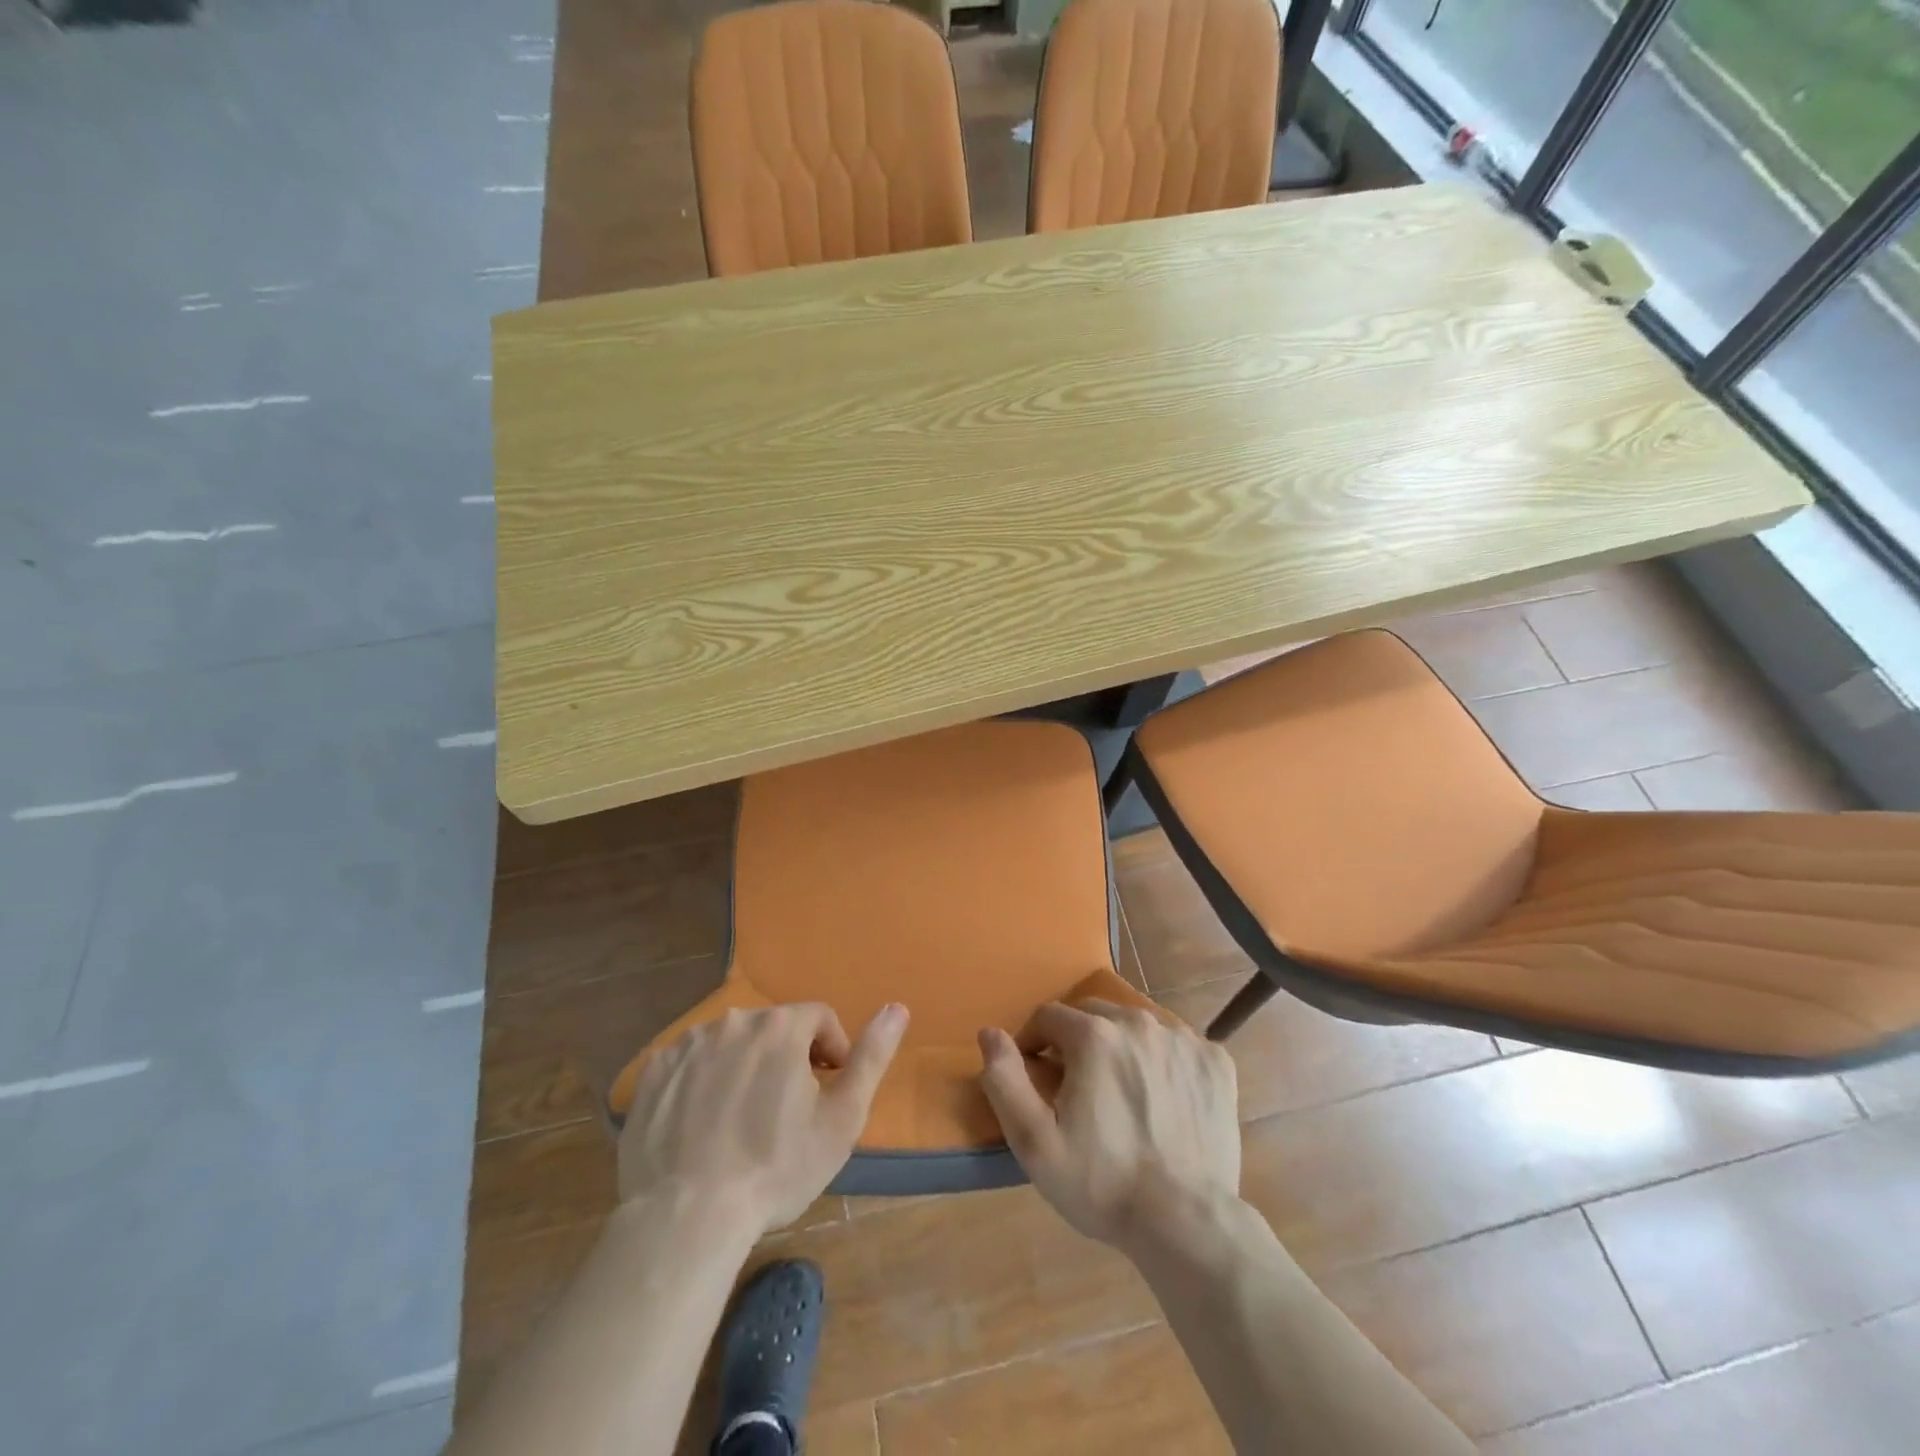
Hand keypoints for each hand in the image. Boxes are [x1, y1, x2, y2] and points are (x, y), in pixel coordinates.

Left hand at [617, 1003, 908, 1233]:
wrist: (685, 1218)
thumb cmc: (775, 1169)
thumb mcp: (842, 1118)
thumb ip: (872, 1057)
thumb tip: (897, 1008)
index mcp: (780, 1026)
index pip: (819, 1017)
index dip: (831, 1050)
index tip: (827, 1090)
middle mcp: (732, 1020)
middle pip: (773, 1029)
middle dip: (787, 1058)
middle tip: (785, 1111)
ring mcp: (687, 1044)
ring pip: (730, 1043)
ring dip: (744, 1067)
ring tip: (742, 1121)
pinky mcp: (653, 1072)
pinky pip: (690, 1063)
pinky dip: (703, 1082)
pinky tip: (703, 1125)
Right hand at [978, 1000, 1238, 1249]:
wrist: (1187, 1224)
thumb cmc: (1102, 1183)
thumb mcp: (1034, 1141)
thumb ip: (1005, 1079)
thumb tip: (989, 1032)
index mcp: (1094, 1035)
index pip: (1048, 1016)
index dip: (1035, 1044)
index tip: (1038, 1079)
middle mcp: (1140, 1022)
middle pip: (1093, 1015)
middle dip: (1077, 1043)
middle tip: (1078, 1090)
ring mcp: (1184, 1039)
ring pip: (1136, 1026)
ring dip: (1121, 1048)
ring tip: (1121, 1095)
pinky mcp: (1216, 1061)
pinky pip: (1178, 1046)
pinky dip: (1164, 1062)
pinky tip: (1164, 1100)